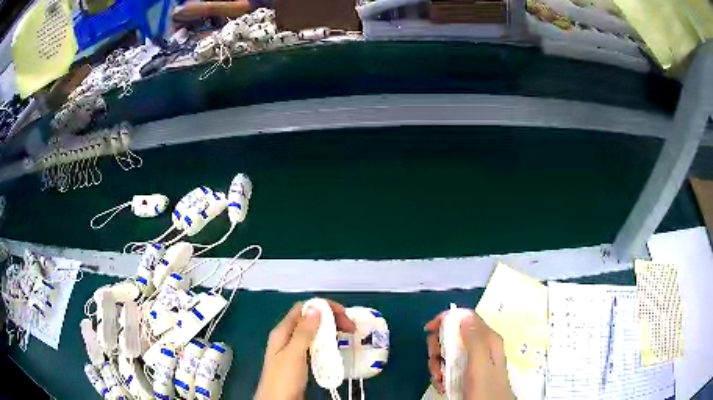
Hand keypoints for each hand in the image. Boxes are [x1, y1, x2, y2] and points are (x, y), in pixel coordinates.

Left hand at [254, 300, 355, 399]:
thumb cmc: (283, 378)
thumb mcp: (294, 354)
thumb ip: (304, 332)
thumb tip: (315, 308)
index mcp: (282, 331)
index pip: (303, 309)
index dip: (323, 307)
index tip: (343, 313)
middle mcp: (287, 337)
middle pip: (310, 320)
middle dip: (330, 319)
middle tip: (350, 327)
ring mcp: (293, 349)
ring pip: (313, 333)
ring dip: (330, 331)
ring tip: (347, 335)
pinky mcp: (300, 361)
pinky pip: (314, 346)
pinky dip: (326, 344)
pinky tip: (336, 348)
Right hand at [425, 310, 513, 399]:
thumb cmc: (486, 390)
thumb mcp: (480, 365)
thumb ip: (475, 341)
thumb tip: (463, 316)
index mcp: (488, 340)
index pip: (466, 317)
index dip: (446, 320)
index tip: (429, 330)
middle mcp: (482, 347)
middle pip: (454, 335)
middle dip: (438, 347)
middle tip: (435, 361)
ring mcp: (474, 361)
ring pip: (449, 352)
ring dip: (438, 364)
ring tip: (439, 378)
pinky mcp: (468, 373)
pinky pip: (449, 366)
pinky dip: (441, 374)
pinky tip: (442, 384)